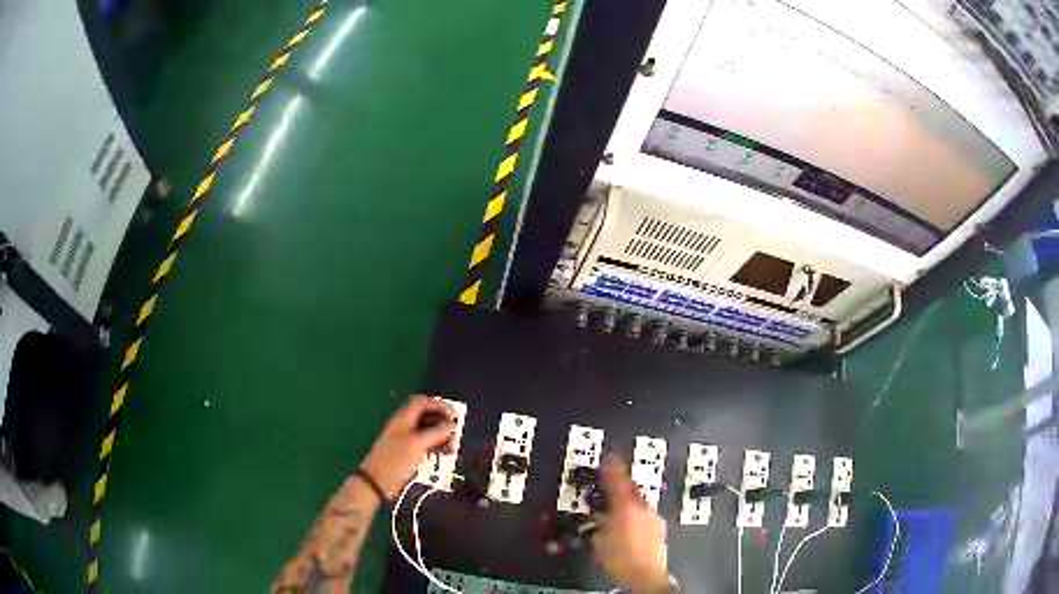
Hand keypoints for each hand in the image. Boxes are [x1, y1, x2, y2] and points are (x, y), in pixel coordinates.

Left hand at [359, 395, 454, 499]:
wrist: (377, 481)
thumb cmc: (396, 459)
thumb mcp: (418, 444)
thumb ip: (436, 432)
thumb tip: (451, 424)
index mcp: (403, 418)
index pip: (422, 402)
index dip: (438, 404)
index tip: (454, 414)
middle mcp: (404, 425)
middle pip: (427, 417)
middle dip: (442, 423)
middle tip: (455, 434)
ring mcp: (405, 439)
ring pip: (428, 431)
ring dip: (441, 437)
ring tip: (452, 448)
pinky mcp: (407, 452)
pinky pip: (425, 444)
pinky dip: (436, 447)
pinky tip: (443, 455)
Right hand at [591, 456, 671, 592]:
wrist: (646, 575)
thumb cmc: (622, 559)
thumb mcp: (598, 540)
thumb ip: (599, 522)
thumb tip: (598, 516)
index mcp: (626, 506)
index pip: (617, 479)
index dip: (611, 466)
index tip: (608, 457)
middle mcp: (642, 508)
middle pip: (630, 489)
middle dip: (619, 486)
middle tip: (608, 486)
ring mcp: (653, 517)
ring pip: (638, 502)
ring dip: (628, 502)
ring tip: (616, 511)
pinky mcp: (659, 528)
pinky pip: (645, 514)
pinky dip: (636, 515)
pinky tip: (628, 526)